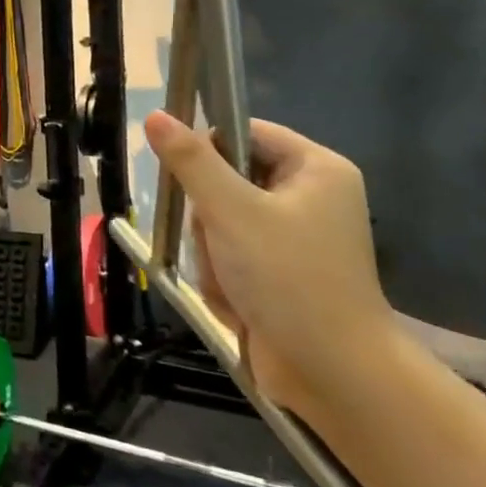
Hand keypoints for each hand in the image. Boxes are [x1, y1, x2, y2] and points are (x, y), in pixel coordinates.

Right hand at [145, 112, 399, 423]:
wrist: (331, 371)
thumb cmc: (287, 277)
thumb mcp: (231, 210)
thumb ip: (190, 161)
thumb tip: (154, 115)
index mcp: (316, 169)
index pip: (245, 131)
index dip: (208, 148)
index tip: (184, 177)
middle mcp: (309, 197)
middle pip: (227, 179)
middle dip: (209, 215)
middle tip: (217, 238)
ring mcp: (294, 239)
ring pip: (221, 221)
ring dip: (211, 251)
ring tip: (229, 277)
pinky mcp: (280, 273)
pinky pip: (229, 254)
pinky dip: (222, 275)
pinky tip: (234, 297)